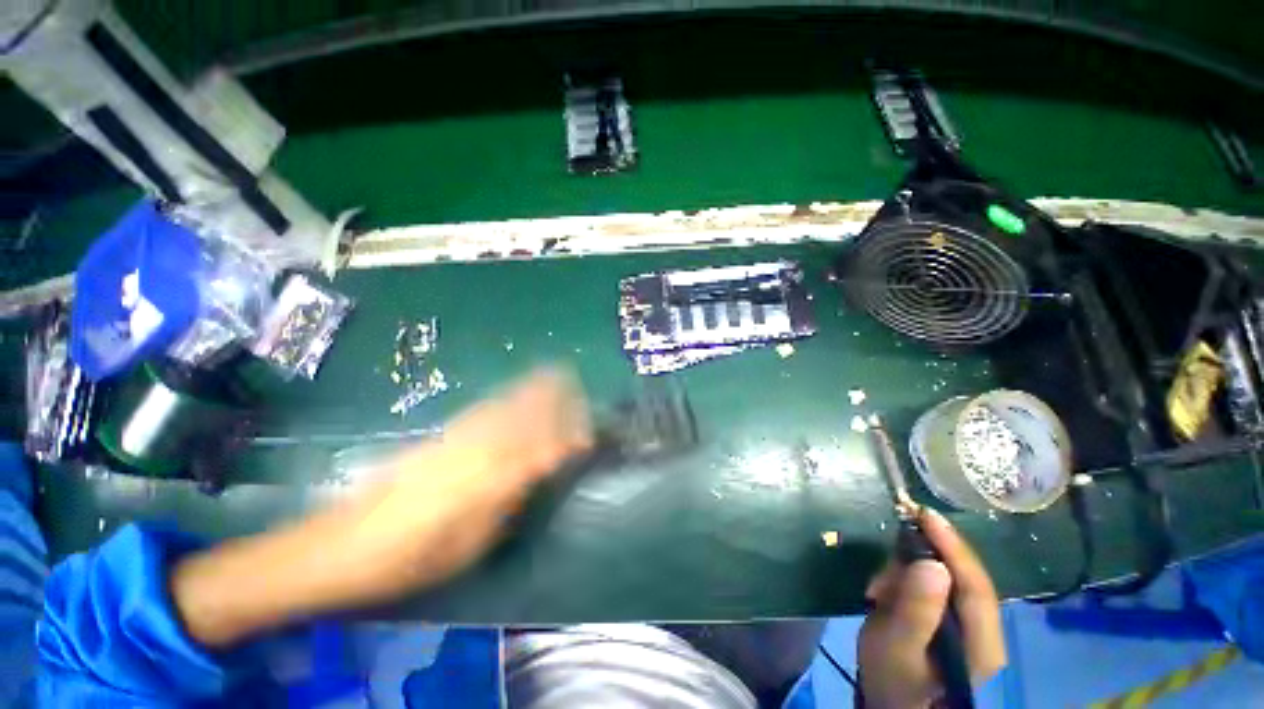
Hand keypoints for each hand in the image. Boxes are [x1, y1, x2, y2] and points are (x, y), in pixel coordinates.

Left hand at [172, 368, 591, 646]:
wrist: (341, 545)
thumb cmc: (410, 558)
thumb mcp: (467, 543)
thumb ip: (508, 499)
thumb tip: (540, 469)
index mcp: (485, 478)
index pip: (538, 447)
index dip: (565, 438)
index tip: (587, 435)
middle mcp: (474, 448)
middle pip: (523, 415)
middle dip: (553, 399)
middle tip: (578, 387)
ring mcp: (455, 437)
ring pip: (504, 405)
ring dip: (532, 389)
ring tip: (555, 374)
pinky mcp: (440, 436)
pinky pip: (484, 408)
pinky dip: (506, 395)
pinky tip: (514, 392)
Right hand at [857, 509, 1005, 707]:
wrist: (889, 705)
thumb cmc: (892, 681)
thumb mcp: (895, 646)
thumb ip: (915, 608)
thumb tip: (932, 562)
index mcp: (982, 644)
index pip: (976, 585)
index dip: (953, 546)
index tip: (924, 514)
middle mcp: (984, 631)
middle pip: (961, 578)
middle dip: (920, 562)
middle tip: (883, 569)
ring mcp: (969, 626)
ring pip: (943, 579)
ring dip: (907, 574)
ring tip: (877, 591)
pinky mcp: (950, 621)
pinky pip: (931, 587)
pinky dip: (905, 582)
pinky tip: (883, 595)